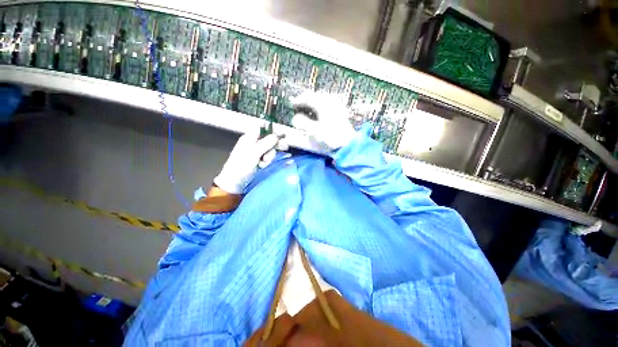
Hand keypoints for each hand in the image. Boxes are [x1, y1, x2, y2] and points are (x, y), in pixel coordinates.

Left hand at [213, 130, 278, 193]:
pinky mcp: (260, 159)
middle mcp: (254, 142)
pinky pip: (268, 157)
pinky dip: (267, 161)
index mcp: (250, 137)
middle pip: (269, 138)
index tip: (282, 133)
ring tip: (264, 162)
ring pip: (270, 149)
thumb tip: (276, 136)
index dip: (272, 129)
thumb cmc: (242, 165)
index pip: (262, 127)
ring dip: (270, 155)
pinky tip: (262, 165)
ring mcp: (257, 152)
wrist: (236, 181)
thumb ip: (265, 143)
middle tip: (285, 147)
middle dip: (276, 143)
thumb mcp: (254, 153)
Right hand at [291, 92, 356, 150]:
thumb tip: (295, 119)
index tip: (292, 105)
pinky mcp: (341, 111)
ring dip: (313, 102)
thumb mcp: (314, 131)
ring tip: (308, 109)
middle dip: (305, 100)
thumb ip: (302, 123)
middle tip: (299, 106)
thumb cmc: (332, 137)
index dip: (298, 100)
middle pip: (315, 95)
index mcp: (323, 104)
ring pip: (322, 98)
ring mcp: (337, 105)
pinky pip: (328, 102)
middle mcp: (330, 101)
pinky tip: (320, 112)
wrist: (348, 143)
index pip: (307, 97)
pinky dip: (321, 105)